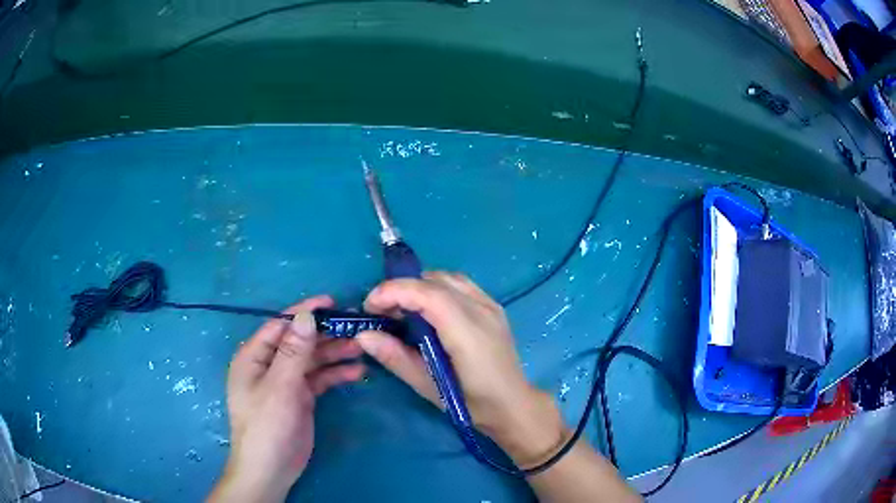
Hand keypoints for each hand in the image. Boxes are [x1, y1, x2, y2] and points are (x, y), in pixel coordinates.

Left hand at [209, 296, 365, 502]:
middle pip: (300, 341)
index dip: (305, 312)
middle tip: (357, 327)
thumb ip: (294, 351)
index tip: (332, 303)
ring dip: (334, 353)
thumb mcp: (280, 386)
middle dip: (326, 334)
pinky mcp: (300, 398)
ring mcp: (286, 382)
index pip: (281, 325)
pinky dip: (335, 374)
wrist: (271, 469)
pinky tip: (356, 372)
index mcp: (254, 356)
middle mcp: (270, 365)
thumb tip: (306, 314)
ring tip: (362, 348)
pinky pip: (319, 379)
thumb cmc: (267, 425)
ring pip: (312, 360)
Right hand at [357, 272, 565, 466]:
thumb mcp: (429, 387)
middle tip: (382, 312)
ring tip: (402, 309)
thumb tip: (363, 335)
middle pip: (436, 281)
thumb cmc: (472, 403)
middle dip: (402, 289)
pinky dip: (437, 288)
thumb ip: (396, 358)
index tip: (369, 307)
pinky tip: (429, 309)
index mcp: (468, 332)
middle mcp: (482, 310)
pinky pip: (461, 285)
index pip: (428, 294)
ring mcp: (491, 305)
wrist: (513, 404)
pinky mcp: (494, 307)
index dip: (394, 291)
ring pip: (448, 278)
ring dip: (419, 286)